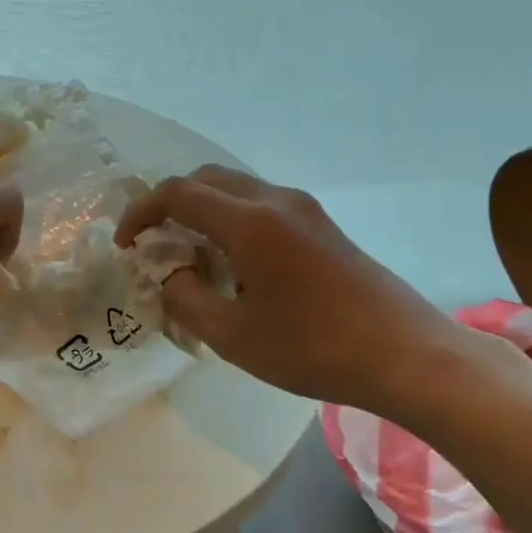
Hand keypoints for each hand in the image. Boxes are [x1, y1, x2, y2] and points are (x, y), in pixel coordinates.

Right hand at [115, 165, 480, 417]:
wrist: (406, 354)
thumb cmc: (313, 349)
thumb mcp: (233, 335)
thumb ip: (186, 297)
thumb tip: (169, 272)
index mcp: (249, 222)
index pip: (177, 194)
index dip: (141, 213)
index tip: (125, 244)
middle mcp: (275, 200)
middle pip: (206, 178)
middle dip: (170, 204)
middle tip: (155, 244)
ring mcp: (303, 208)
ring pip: (235, 188)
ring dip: (203, 210)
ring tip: (191, 255)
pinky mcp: (321, 223)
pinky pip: (261, 204)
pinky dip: (231, 218)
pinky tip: (234, 261)